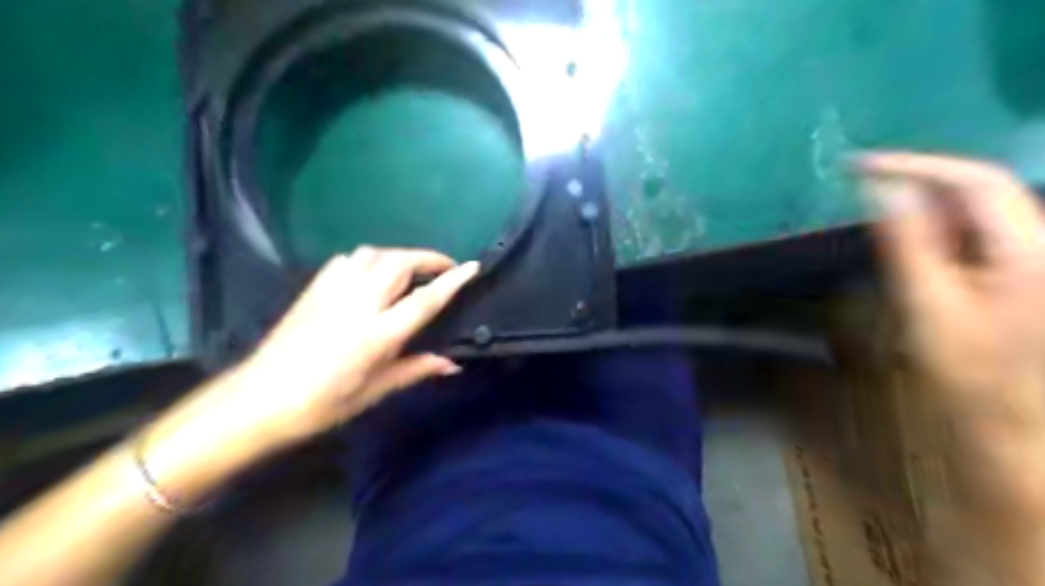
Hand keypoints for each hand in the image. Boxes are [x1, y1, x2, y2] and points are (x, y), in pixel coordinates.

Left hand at [142, 247, 476, 488]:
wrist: (259, 399)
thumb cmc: (323, 403)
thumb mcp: (375, 390)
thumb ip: (416, 369)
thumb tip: (452, 363)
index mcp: (377, 333)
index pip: (425, 299)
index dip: (452, 280)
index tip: (472, 266)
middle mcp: (359, 303)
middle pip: (400, 263)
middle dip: (428, 258)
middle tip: (443, 268)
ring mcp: (333, 291)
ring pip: (374, 253)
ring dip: (399, 256)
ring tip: (410, 270)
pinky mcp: (314, 288)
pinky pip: (349, 260)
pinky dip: (370, 259)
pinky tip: (372, 274)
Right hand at [862, 151, 1043, 425]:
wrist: (1016, 420)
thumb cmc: (968, 371)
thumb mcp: (928, 305)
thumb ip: (908, 243)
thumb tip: (884, 190)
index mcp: (1031, 251)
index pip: (975, 182)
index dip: (917, 165)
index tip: (861, 165)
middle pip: (987, 188)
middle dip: (924, 178)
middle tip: (867, 180)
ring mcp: (1043, 255)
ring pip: (988, 206)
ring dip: (934, 197)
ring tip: (885, 199)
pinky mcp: (1034, 268)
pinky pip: (991, 227)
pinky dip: (950, 219)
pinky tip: (920, 230)